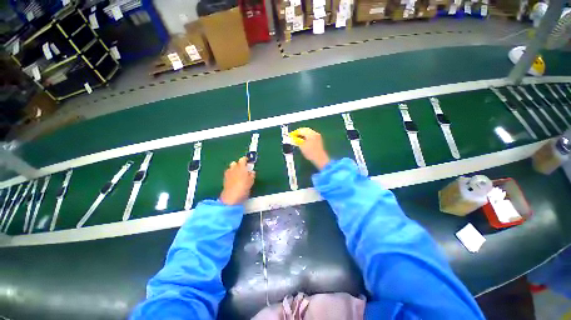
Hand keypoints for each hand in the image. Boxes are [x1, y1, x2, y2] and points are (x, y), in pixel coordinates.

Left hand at [220, 157, 255, 205]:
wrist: (231, 196)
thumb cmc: (244, 187)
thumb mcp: (251, 181)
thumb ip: (252, 175)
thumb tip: (252, 172)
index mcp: (241, 167)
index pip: (243, 159)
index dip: (246, 159)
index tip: (248, 162)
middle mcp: (233, 168)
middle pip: (235, 163)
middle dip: (238, 164)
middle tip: (243, 169)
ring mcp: (228, 173)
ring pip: (230, 168)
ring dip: (234, 169)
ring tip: (238, 174)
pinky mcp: (224, 179)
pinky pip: (228, 173)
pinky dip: (231, 174)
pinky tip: (234, 179)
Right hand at [292, 127, 330, 169]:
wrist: (320, 158)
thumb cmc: (310, 152)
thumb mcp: (301, 146)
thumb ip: (296, 140)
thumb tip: (293, 138)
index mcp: (310, 134)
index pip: (301, 130)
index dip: (295, 132)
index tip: (291, 135)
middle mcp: (314, 133)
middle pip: (305, 130)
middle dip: (299, 133)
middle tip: (294, 136)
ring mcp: (317, 136)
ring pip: (308, 133)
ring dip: (303, 135)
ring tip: (298, 139)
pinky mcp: (318, 140)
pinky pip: (311, 136)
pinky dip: (306, 137)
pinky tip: (303, 141)